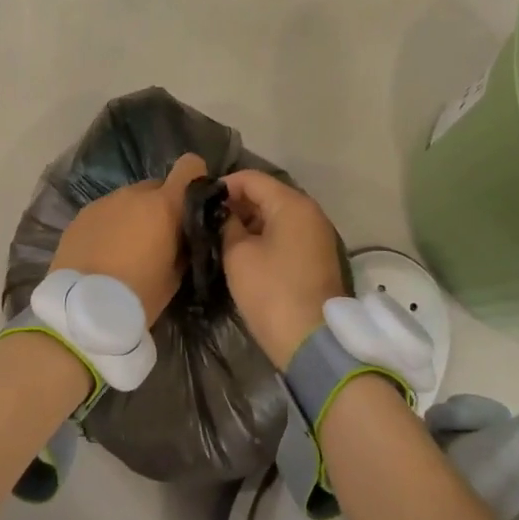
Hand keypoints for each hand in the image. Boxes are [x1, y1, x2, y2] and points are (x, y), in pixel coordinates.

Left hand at [50, 153, 208, 324]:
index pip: (190, 166)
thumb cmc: (139, 294)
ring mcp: (104, 201)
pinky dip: (111, 225)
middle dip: (161, 206)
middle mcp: (134, 194)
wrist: (82, 308)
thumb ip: (183, 244)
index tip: (192, 201)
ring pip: (129, 199)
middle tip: (158, 237)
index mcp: (164, 205)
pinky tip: (105, 252)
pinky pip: (106, 212)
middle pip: (157, 187)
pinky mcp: (81, 214)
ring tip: (128, 248)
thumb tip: (184, 234)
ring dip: (134, 215)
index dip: (194, 178)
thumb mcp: (175, 275)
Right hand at [220, 170, 345, 369]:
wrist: (312, 340)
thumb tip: (225, 214)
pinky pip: (288, 234)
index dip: (223, 185)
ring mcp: (318, 235)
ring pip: (278, 215)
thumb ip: (227, 226)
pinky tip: (246, 252)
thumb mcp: (238, 255)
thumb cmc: (271, 291)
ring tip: (223, 237)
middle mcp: (310, 212)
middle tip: (209, 221)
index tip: (200, 201)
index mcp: (292, 204)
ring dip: (252, 222)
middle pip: (268, 194)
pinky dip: (267, 236)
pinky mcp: (318, 257)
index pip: (252, 179)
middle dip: (238, 204)